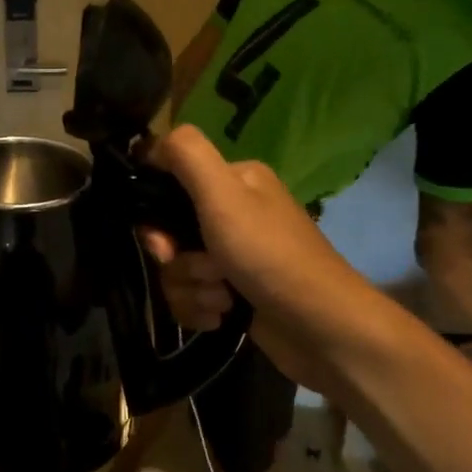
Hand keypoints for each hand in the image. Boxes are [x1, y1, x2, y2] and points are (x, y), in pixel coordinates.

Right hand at [139, 126, 341, 326]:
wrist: (321, 328)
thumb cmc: (270, 255)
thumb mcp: (225, 195)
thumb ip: (187, 155)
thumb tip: (150, 144)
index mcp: (234, 181)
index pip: (169, 183)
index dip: (155, 213)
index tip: (164, 239)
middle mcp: (233, 213)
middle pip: (168, 232)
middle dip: (178, 260)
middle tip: (204, 271)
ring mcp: (232, 256)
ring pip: (176, 269)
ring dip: (193, 289)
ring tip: (224, 298)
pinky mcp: (232, 293)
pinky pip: (190, 297)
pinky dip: (201, 309)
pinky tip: (224, 316)